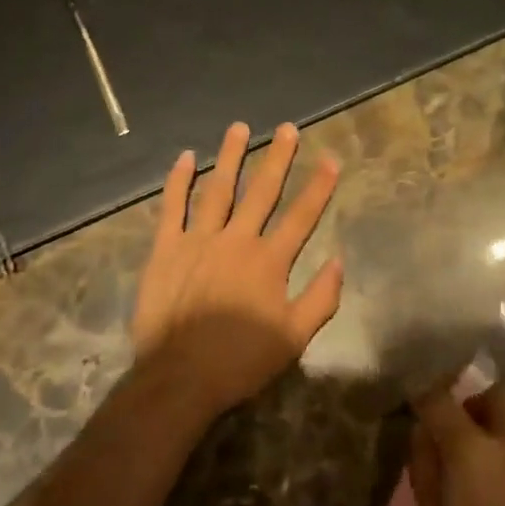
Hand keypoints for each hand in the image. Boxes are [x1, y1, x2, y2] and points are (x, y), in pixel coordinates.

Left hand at [133, 121, 342, 416]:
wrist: (179, 378)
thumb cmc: (240, 361)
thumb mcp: (293, 338)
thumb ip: (320, 298)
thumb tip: (339, 261)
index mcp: (269, 261)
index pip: (301, 216)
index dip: (318, 186)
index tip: (330, 158)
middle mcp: (237, 240)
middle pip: (262, 191)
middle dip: (277, 158)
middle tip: (287, 128)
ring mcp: (198, 240)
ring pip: (218, 188)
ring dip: (230, 156)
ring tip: (238, 128)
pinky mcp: (166, 248)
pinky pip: (172, 207)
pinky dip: (178, 181)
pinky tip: (186, 158)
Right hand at [408, 383, 504, 505]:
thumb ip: (425, 472)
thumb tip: (421, 433)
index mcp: (472, 451)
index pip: (440, 399)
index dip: (423, 395)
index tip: (413, 402)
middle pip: (495, 388)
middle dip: (472, 394)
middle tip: (453, 420)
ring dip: (497, 410)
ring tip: (478, 443)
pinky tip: (503, 468)